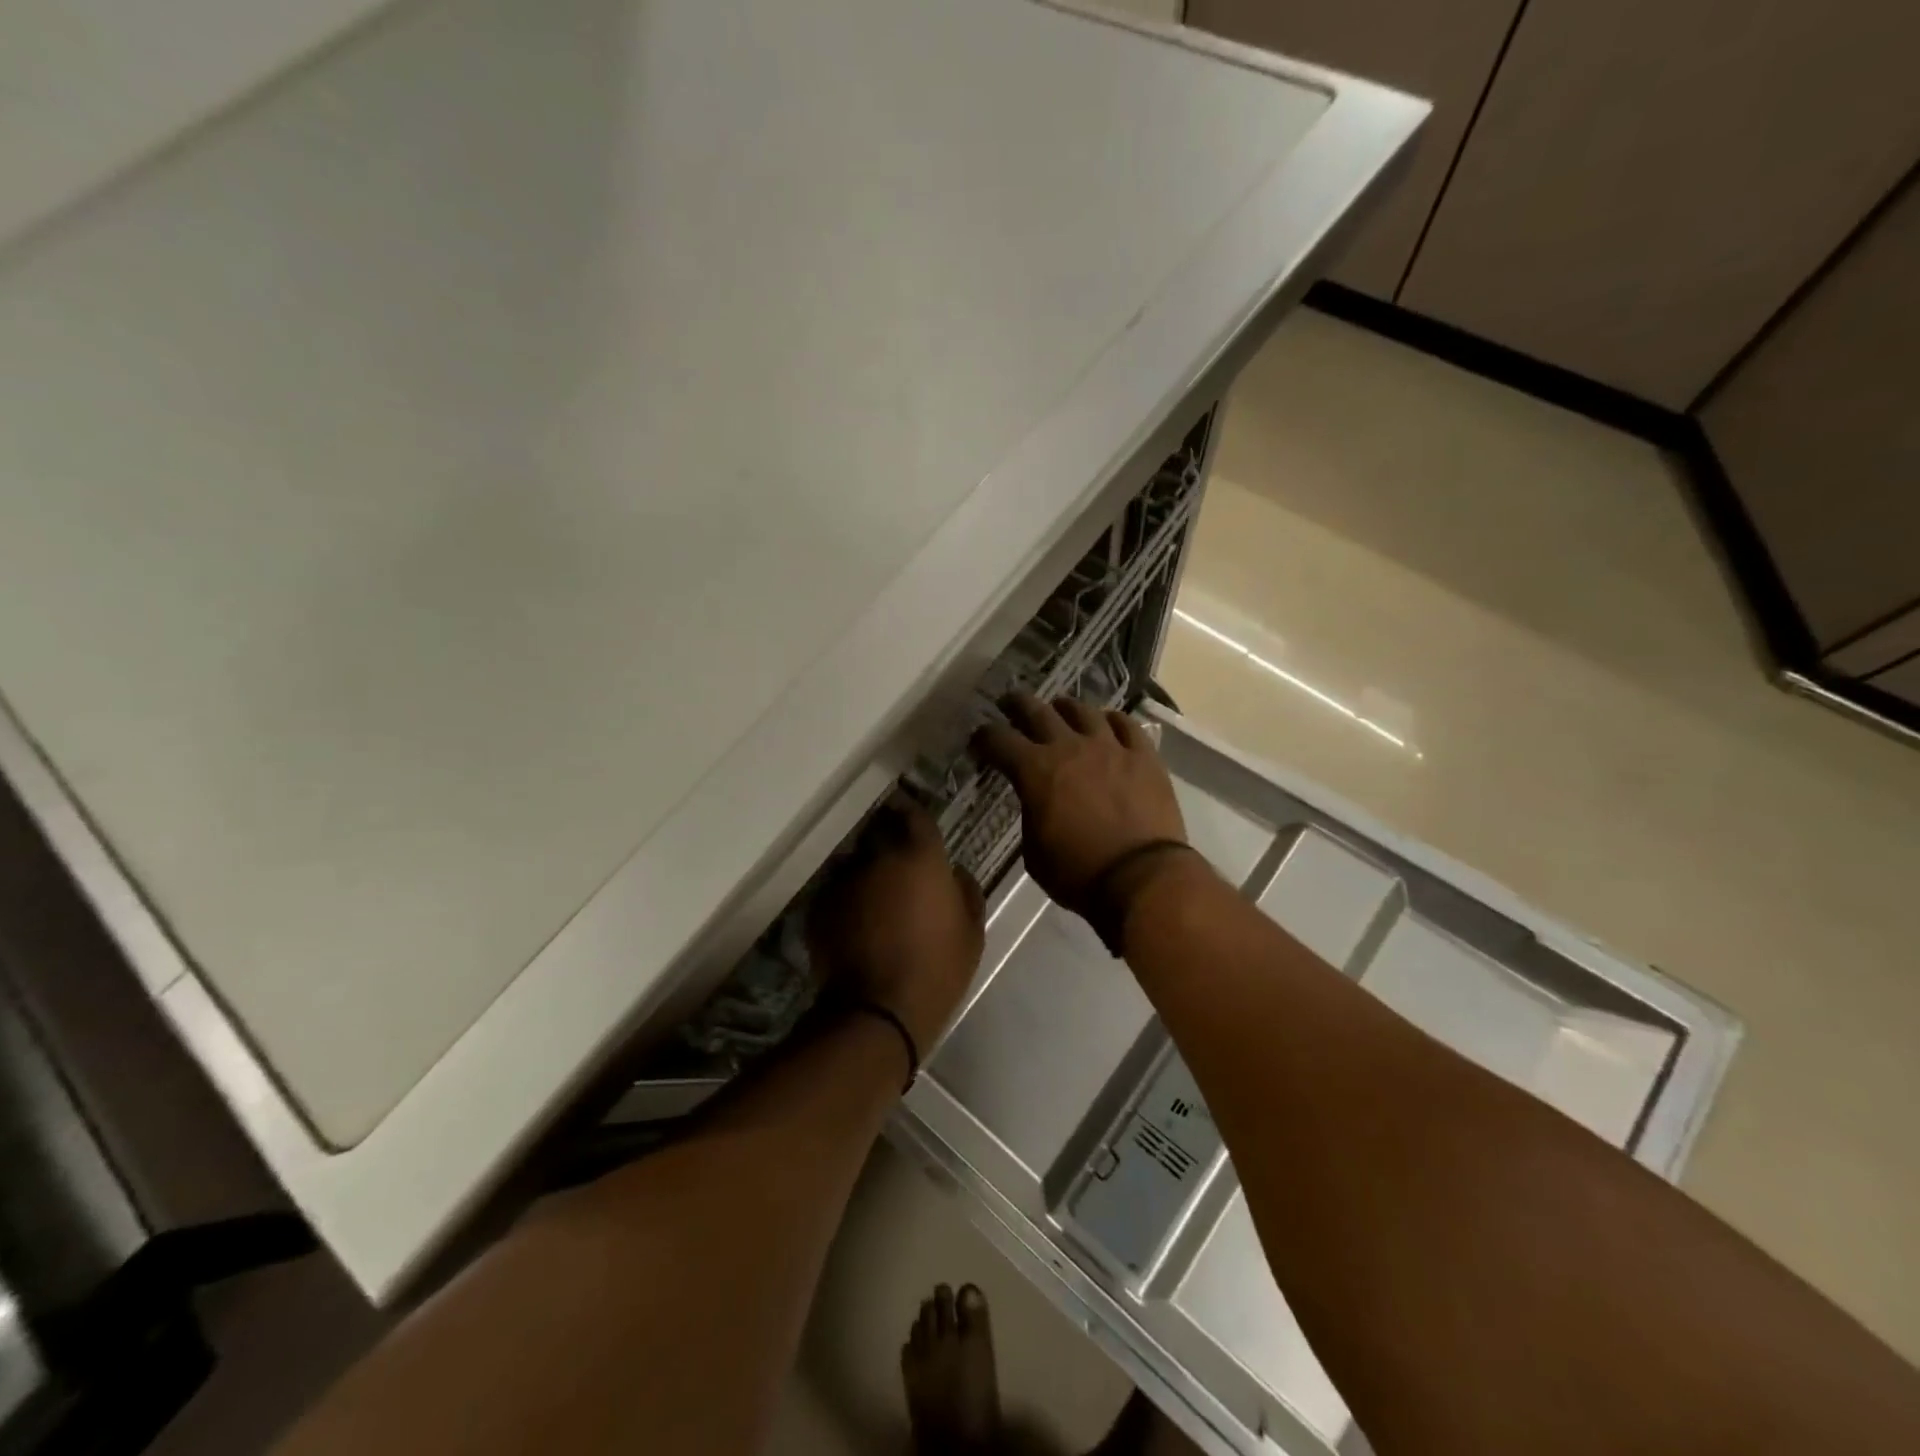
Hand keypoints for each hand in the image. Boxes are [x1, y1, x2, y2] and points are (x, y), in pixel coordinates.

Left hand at [807, 797, 985, 1054]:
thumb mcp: (972, 932)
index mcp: (920, 856)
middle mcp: (878, 857)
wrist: (879, 1011)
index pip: (913, 814)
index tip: (912, 820)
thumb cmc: (938, 968)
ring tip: (872, 898)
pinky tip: (853, 923)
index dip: (912, 814)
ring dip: (863, 872)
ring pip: (853, 863)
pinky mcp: (820, 906)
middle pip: (879, 834)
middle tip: (897, 866)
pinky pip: (834, 892)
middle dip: (886, 842)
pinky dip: (844, 900)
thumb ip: (966, 891)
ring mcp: (844, 881)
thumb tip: (955, 872)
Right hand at [972, 693, 1188, 914]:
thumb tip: (1036, 801)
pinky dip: (1111, 721)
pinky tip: (1107, 724)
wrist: (1142, 878)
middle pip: (1037, 711)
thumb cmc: (1079, 874)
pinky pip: (1126, 725)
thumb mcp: (1034, 852)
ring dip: (1065, 708)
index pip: (999, 740)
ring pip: (1083, 710)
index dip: (984, 738)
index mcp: (1035, 770)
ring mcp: (1110, 746)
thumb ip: (1031, 816)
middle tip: (1009, 703)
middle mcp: (1069, 747)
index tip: (979, 741)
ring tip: (1060, 710)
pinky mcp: (1143, 756)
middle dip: (1017, 705)